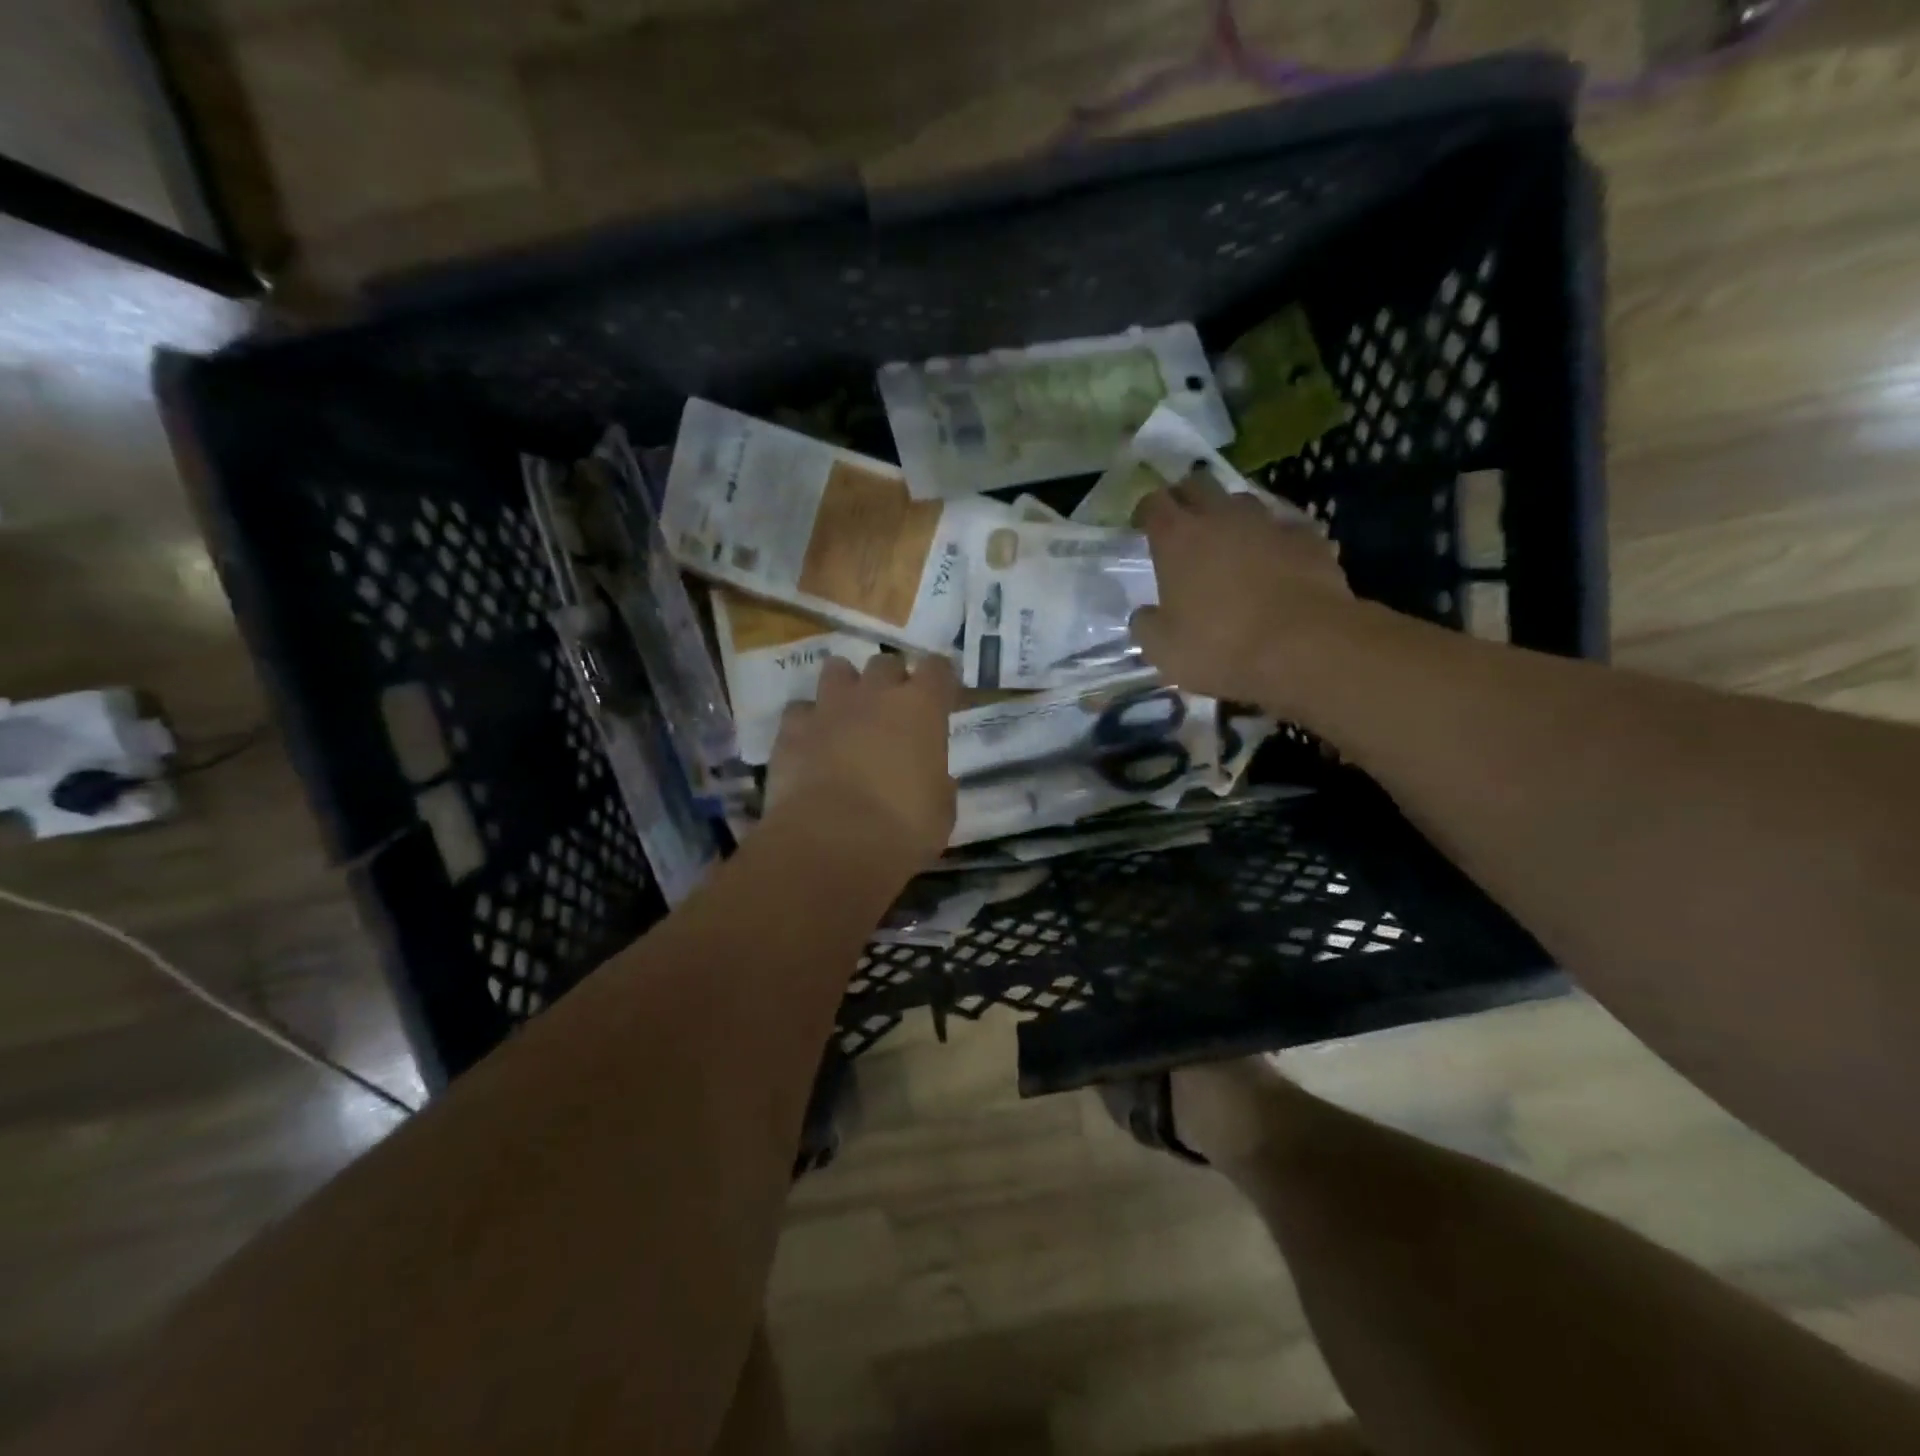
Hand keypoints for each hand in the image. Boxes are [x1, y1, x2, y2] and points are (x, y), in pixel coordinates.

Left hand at [765, 652, 958, 865]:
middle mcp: (875, 694)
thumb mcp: (941, 811)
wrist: (831, 843)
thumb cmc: (902, 829)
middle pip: (886, 662)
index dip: (939, 680)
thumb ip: (937, 782)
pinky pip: (800, 710)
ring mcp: (829, 706)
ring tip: (848, 714)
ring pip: (837, 669)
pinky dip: (808, 722)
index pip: (937, 668)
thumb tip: (930, 777)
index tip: (941, 698)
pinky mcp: (792, 728)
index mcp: (922, 707)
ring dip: (846, 686)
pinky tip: (811, 743)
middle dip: (891, 680)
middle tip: (892, 711)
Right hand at [1129, 473, 1358, 709]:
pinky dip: (1274, 540)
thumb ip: (1146, 625)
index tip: (1141, 526)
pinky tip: (1275, 560)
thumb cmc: (1220, 647)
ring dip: (1230, 516)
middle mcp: (1221, 518)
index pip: (1154, 503)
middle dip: (1186, 498)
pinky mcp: (1308, 539)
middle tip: (1181, 522)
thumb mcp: (1162, 650)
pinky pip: (1285, 528)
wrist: (1304, 648)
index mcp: (1177, 539)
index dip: (1145, 511)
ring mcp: (1269, 524)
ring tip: (1228, 541)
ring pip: (1243, 501)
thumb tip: (1145, 615)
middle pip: (1198, 485)